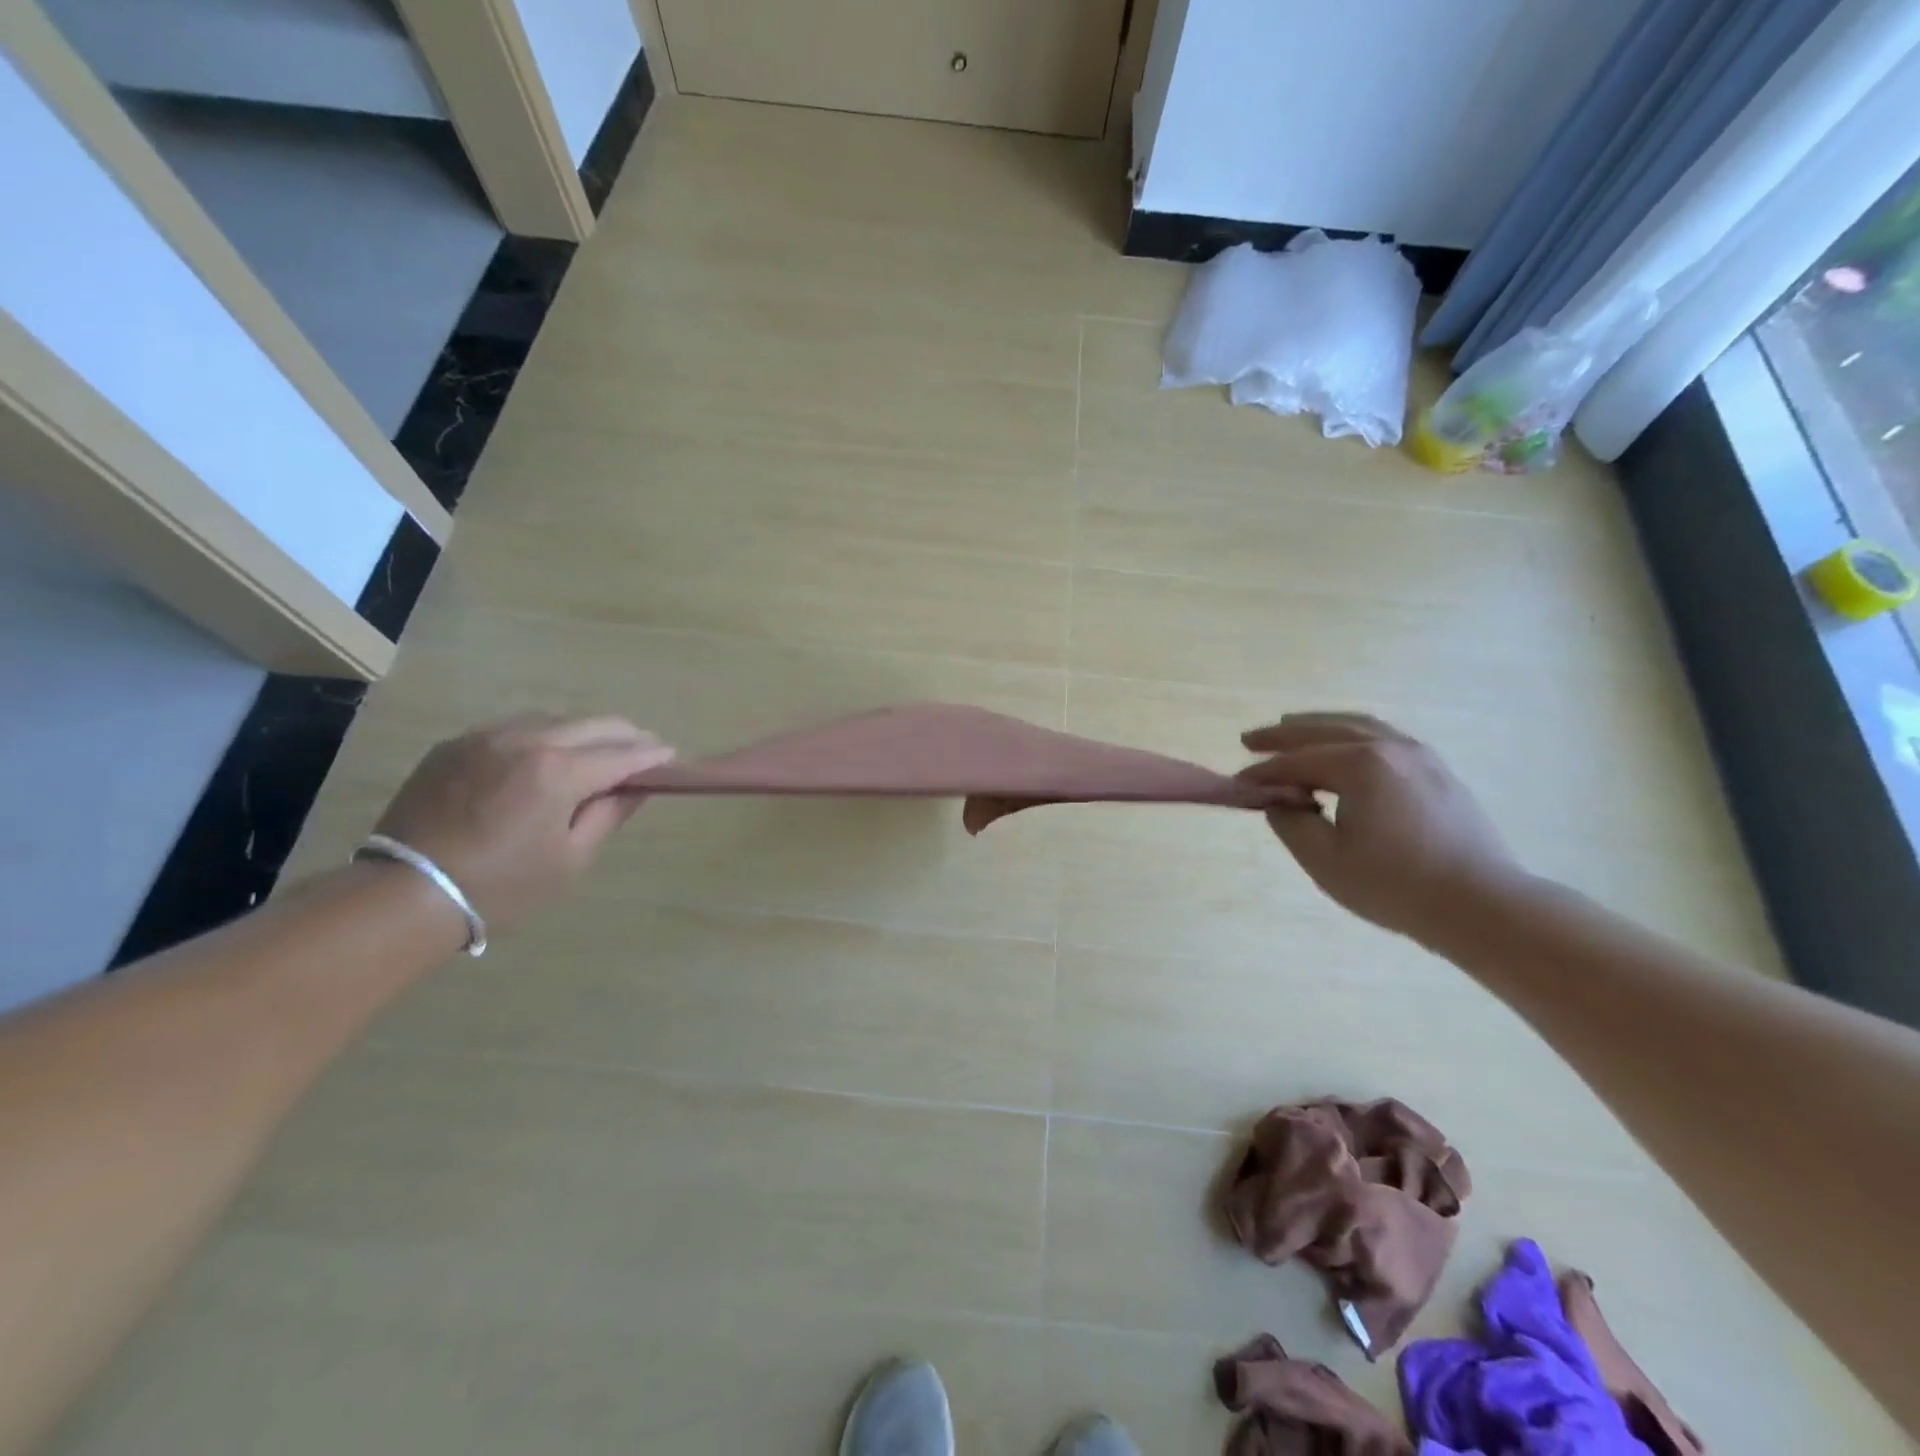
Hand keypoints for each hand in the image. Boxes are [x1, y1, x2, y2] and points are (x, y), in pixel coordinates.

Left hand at [373, 715, 673, 929]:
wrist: (405, 893)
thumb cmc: (502, 886)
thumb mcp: (570, 858)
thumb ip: (609, 814)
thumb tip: (637, 787)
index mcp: (559, 772)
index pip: (622, 753)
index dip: (652, 754)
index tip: (670, 756)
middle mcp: (527, 740)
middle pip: (593, 723)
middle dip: (626, 734)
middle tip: (643, 749)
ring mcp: (487, 736)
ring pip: (554, 718)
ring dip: (585, 731)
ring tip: (597, 751)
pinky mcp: (457, 743)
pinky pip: (515, 727)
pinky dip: (543, 735)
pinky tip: (547, 755)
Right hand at [1238, 713, 1522, 943]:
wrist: (1483, 905)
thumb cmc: (1396, 885)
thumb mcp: (1326, 861)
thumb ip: (1291, 823)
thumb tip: (1280, 802)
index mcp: (1361, 765)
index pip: (1297, 762)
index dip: (1263, 773)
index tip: (1237, 784)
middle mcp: (1389, 747)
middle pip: (1325, 731)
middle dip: (1283, 735)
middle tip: (1250, 740)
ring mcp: (1419, 755)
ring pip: (1358, 726)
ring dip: (1318, 726)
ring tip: (1289, 728)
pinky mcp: (1437, 771)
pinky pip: (1383, 737)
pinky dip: (1351, 735)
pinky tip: (1342, 747)